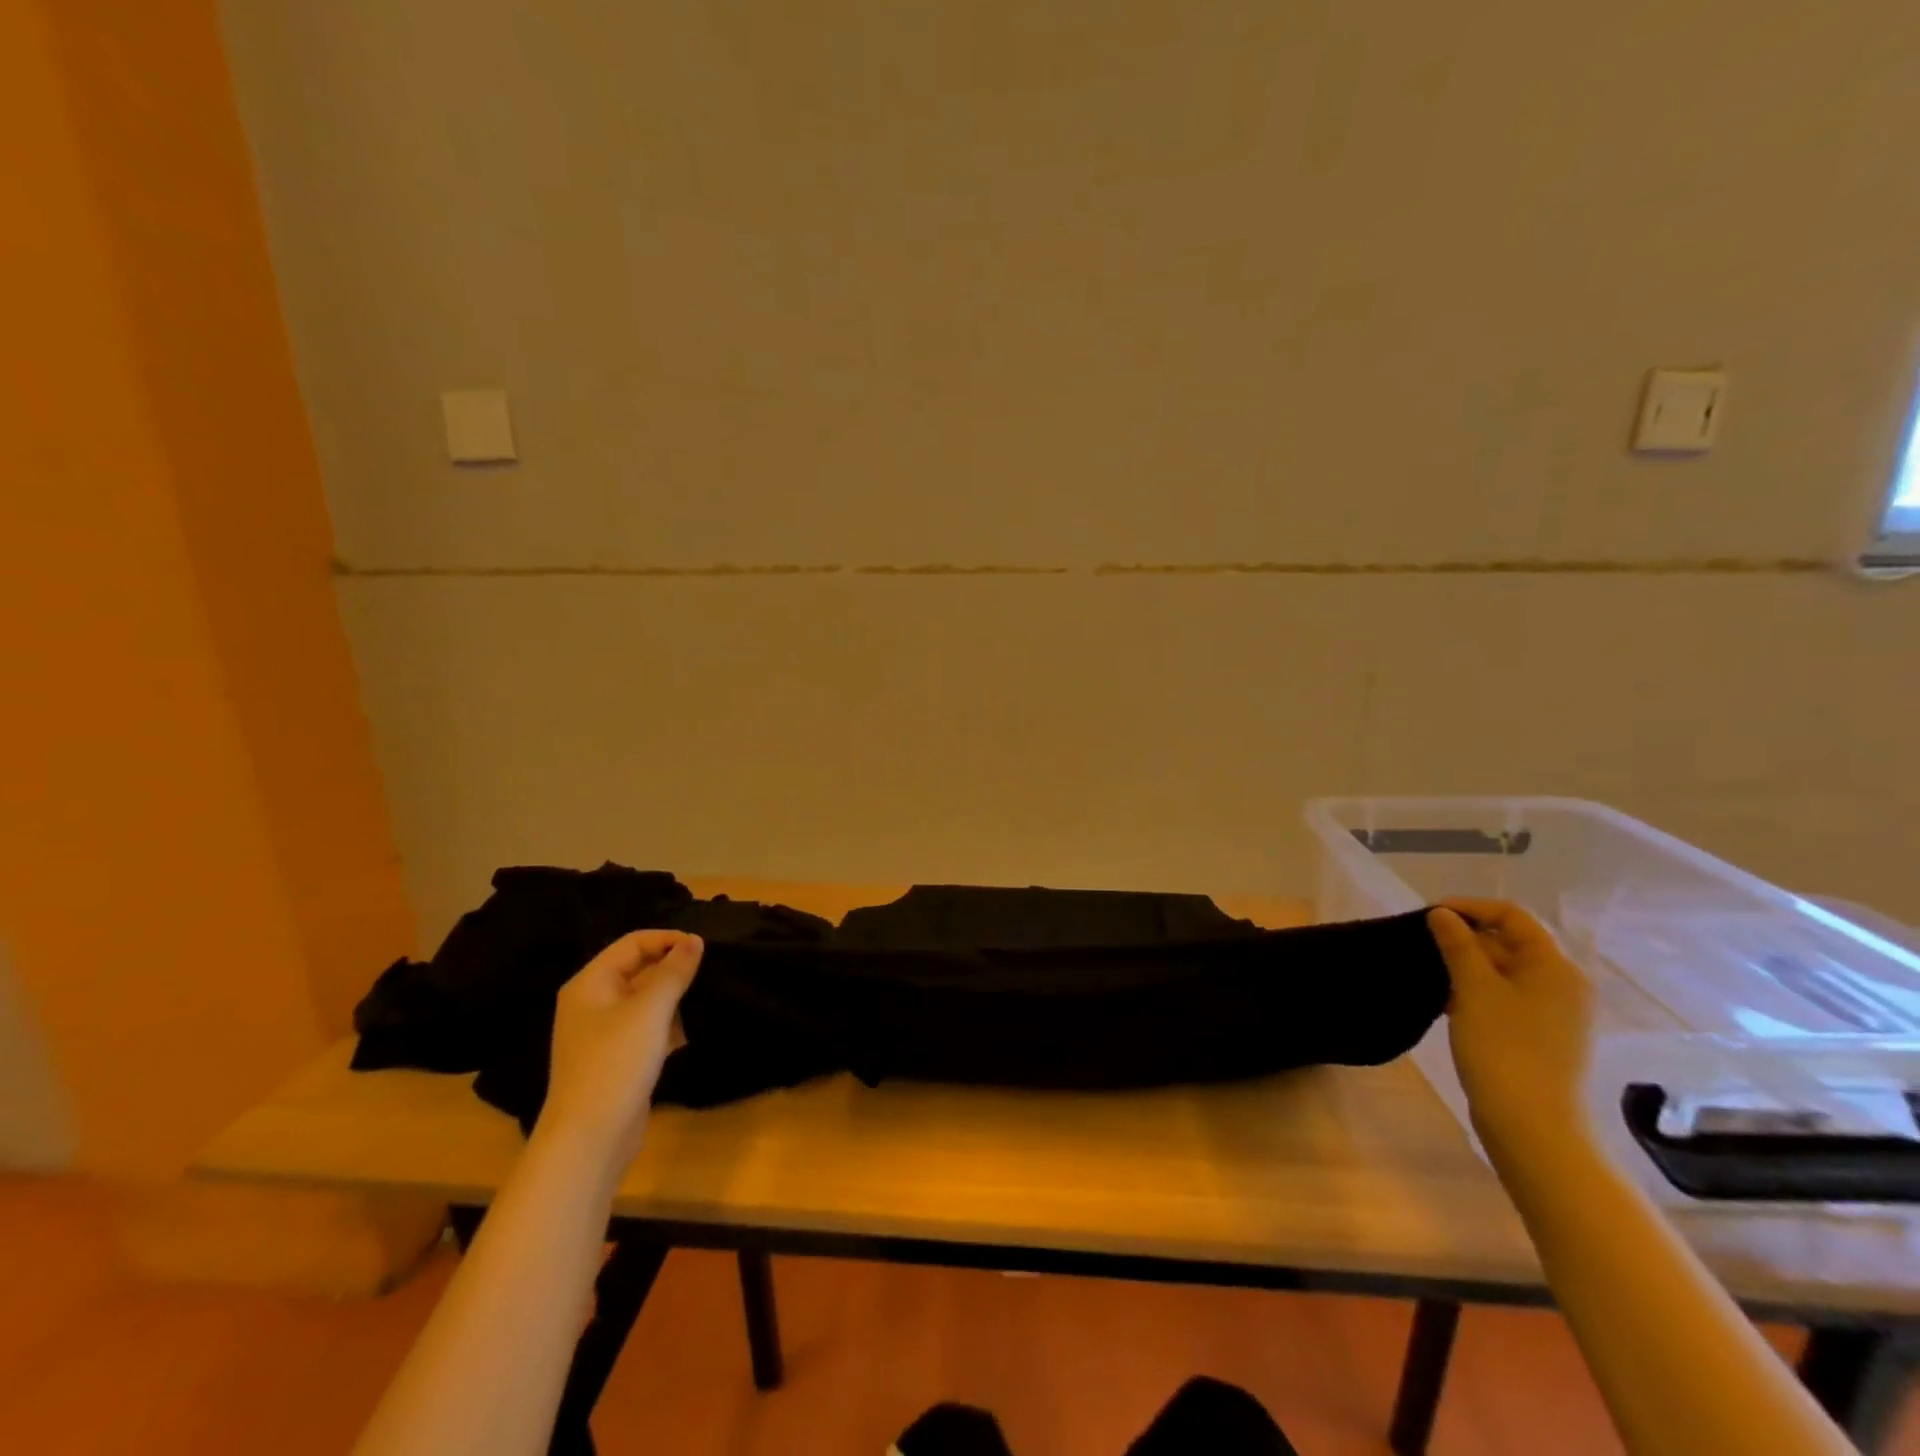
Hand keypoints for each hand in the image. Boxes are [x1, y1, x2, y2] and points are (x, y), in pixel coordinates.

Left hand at [538, 930, 702, 1167]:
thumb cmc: (615, 1063)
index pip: (633, 943)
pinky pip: (647, 1027)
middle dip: (674, 967)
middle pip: (639, 969)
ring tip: (708, 995)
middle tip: (711, 968)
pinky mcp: (617, 1058)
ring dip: (674, 996)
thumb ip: (674, 971)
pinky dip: (669, 1024)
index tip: (704, 947)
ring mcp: (603, 1033)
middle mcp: (593, 1002)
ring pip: (645, 999)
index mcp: (590, 983)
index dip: (668, 940)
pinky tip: (693, 1029)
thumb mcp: (650, 1010)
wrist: (590, 1139)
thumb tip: (695, 941)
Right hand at [1428, 900, 1595, 1171]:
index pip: (1512, 916)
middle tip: (1423, 944)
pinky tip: (1447, 1002)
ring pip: (1505, 971)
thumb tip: (1443, 914)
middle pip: (1510, 942)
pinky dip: (1477, 991)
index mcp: (1555, 967)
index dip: (1470, 907)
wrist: (1532, 1125)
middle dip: (1465, 937)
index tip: (1429, 915)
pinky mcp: (1542, 1036)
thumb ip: (1457, 945)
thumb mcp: (1474, 989)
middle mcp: (1563, 984)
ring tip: (1430, 972)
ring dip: (1467, 965)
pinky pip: (1507, 997)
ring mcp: (1555, 1013)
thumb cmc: (1504, 1047)